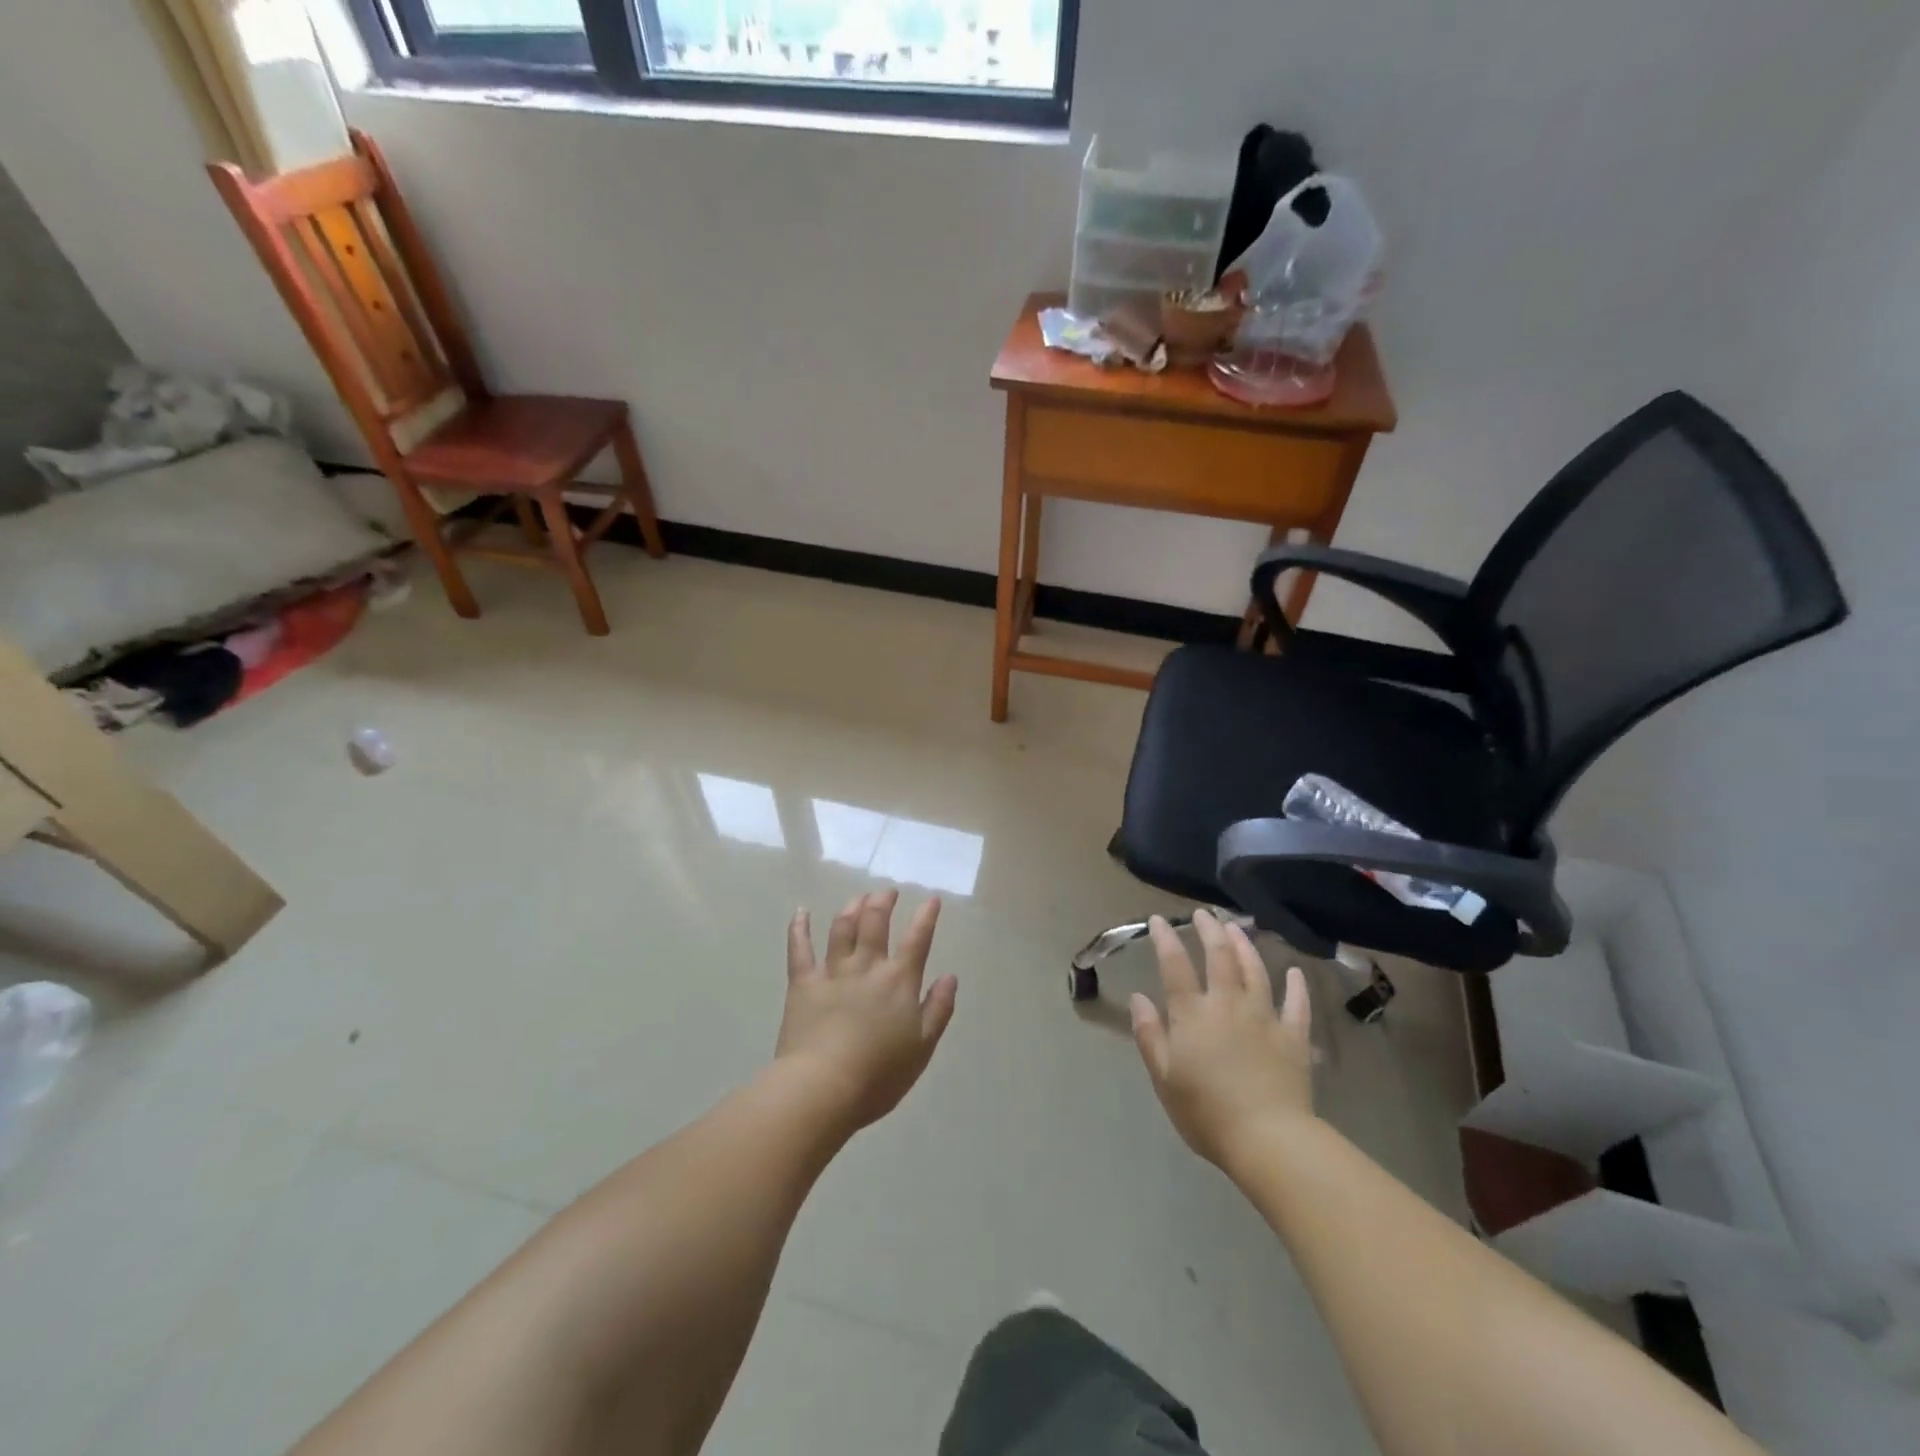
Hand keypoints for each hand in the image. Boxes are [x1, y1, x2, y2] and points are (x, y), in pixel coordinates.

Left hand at [776, 889, 957, 1133]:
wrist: (823, 1087)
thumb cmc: (879, 1074)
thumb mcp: (923, 1047)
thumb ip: (938, 1009)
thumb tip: (950, 976)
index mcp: (899, 981)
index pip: (917, 939)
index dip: (926, 916)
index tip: (931, 899)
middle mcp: (867, 966)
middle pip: (875, 922)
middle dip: (883, 901)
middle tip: (887, 892)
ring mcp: (832, 972)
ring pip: (842, 928)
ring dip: (851, 908)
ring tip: (858, 898)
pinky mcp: (802, 983)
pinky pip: (799, 949)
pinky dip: (799, 928)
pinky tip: (801, 912)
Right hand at [1130, 909, 1314, 1167]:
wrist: (1269, 1140)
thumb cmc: (1206, 1113)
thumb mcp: (1164, 1077)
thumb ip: (1150, 1034)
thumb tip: (1139, 997)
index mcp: (1193, 1014)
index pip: (1175, 965)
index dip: (1166, 939)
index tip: (1159, 919)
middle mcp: (1228, 1005)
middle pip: (1219, 957)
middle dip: (1209, 930)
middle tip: (1203, 914)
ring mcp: (1265, 1017)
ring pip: (1255, 970)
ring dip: (1245, 945)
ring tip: (1237, 927)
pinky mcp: (1294, 1037)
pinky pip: (1297, 1004)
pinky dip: (1296, 986)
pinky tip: (1294, 972)